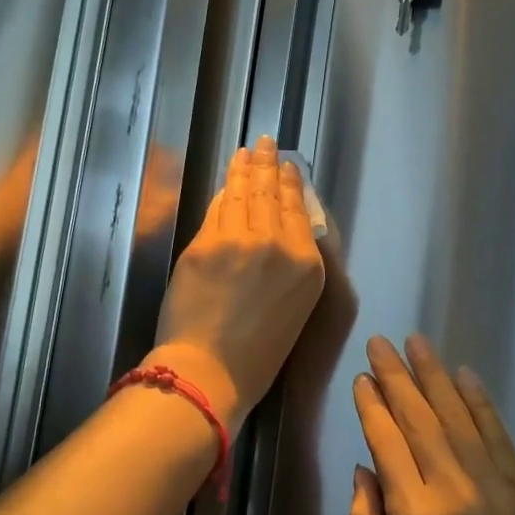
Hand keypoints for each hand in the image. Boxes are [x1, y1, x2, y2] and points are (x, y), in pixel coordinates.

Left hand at [147, 137, 324, 430]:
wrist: (210, 372)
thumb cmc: (256, 356)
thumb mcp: (293, 309)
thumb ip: (291, 267)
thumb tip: (277, 232)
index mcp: (307, 265)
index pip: (298, 211)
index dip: (290, 184)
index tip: (287, 166)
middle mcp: (279, 244)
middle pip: (271, 194)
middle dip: (267, 165)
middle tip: (264, 143)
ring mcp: (240, 239)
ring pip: (243, 194)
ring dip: (245, 169)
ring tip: (247, 151)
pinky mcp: (206, 243)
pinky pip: (217, 209)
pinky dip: (223, 192)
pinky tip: (227, 179)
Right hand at [348, 335, 514, 514]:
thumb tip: (363, 467)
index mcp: (412, 514)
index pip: (386, 441)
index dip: (372, 405)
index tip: (362, 377)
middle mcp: (451, 488)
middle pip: (418, 418)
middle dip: (396, 376)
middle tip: (381, 342)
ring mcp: (494, 484)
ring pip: (457, 417)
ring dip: (434, 376)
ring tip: (416, 343)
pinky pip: (498, 434)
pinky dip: (479, 402)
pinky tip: (464, 375)